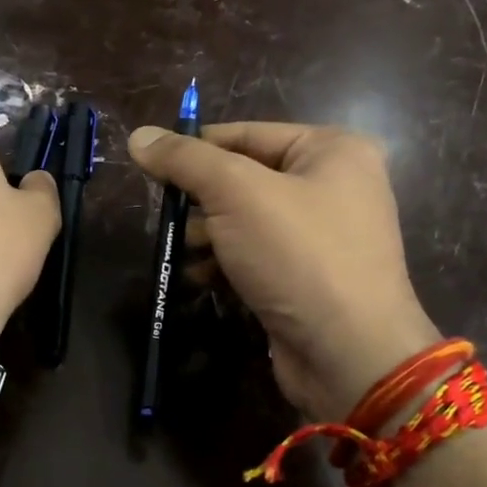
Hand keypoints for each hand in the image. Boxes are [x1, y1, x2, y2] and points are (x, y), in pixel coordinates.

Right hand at [128, 122, 439, 419]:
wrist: (348, 353)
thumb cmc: (297, 255)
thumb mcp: (236, 193)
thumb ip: (186, 160)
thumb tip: (139, 136)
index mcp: (331, 150)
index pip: (246, 134)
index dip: (196, 149)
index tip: (151, 168)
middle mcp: (334, 186)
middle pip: (245, 179)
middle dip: (202, 201)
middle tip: (168, 219)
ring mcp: (324, 237)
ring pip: (246, 222)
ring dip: (208, 237)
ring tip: (186, 254)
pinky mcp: (309, 279)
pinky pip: (257, 257)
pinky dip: (227, 265)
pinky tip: (201, 279)